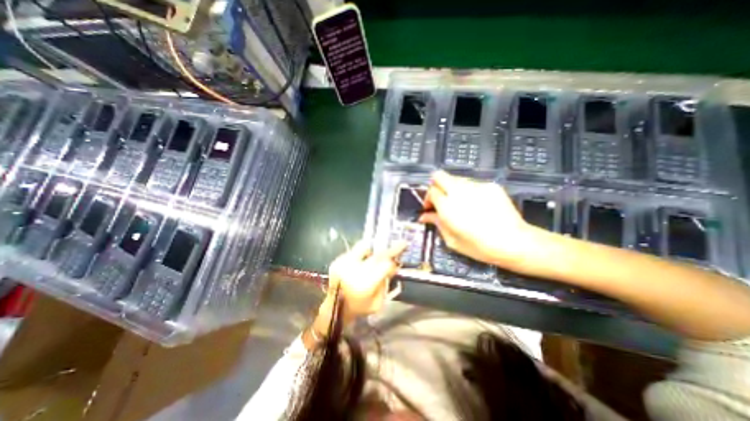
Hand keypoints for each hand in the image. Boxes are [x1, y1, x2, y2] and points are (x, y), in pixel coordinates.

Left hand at [324, 240, 403, 318]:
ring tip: (374, 257)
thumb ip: (386, 284)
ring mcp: (344, 263)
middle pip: (377, 254)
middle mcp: (354, 270)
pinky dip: (361, 255)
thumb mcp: (377, 303)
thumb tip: (393, 266)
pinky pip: (354, 251)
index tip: (400, 257)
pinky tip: (361, 263)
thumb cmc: (359, 308)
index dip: (394, 260)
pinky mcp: (337, 260)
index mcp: (366, 284)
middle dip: (391, 249)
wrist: (334, 308)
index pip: (385, 265)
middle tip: (401, 243)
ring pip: (365, 247)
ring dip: (373, 250)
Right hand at [421, 171, 539, 269]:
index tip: (430, 208)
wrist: (514, 242)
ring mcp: (476, 186)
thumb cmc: (480, 247)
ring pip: (455, 179)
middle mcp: (459, 192)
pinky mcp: (490, 185)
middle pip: (439, 176)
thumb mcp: (452, 240)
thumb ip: (436, 223)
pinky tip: (476, 205)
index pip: (431, 191)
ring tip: (460, 203)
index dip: (428, 199)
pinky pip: (472, 184)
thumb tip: (424, 216)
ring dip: (452, 188)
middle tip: (440, 199)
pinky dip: (468, 191)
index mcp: (448, 207)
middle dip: (436, 185)